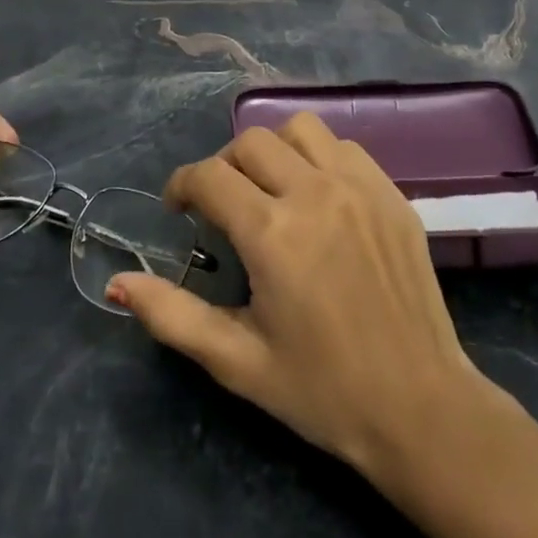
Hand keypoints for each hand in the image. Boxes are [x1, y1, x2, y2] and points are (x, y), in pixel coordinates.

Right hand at [108, 113, 481, 476]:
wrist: (420, 408)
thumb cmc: (321, 390)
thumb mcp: (236, 361)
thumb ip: (172, 315)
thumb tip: (118, 282)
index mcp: (272, 233)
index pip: (209, 175)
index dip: (182, 185)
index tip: (179, 208)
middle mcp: (314, 193)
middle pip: (250, 142)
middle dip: (225, 167)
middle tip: (224, 206)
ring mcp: (359, 187)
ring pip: (300, 129)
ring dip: (275, 150)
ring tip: (273, 189)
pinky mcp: (391, 193)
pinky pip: (345, 147)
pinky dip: (320, 158)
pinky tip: (320, 197)